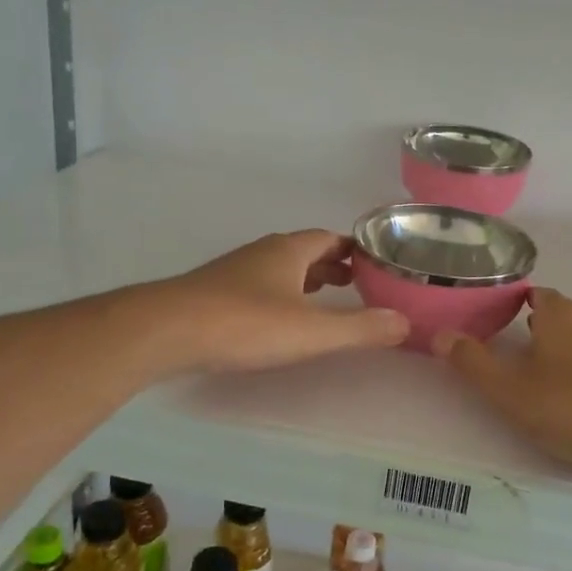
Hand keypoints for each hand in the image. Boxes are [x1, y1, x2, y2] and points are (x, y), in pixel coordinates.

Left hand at [149, 230, 408, 373]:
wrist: (166, 331)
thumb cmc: (245, 324)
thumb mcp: (311, 331)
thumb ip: (360, 328)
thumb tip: (405, 323)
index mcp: (289, 250)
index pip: (331, 239)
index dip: (356, 250)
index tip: (378, 266)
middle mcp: (263, 252)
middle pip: (306, 251)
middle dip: (333, 266)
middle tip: (358, 286)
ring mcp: (236, 271)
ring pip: (281, 268)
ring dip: (306, 280)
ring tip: (326, 302)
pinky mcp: (215, 293)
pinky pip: (260, 286)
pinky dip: (281, 295)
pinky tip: (280, 319)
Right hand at [436, 289, 571, 469]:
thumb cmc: (568, 405)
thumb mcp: (507, 388)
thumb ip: (472, 361)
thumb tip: (440, 334)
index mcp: (561, 313)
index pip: (536, 294)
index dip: (516, 305)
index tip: (501, 325)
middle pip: (562, 315)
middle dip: (542, 331)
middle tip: (520, 357)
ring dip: (569, 352)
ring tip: (550, 382)